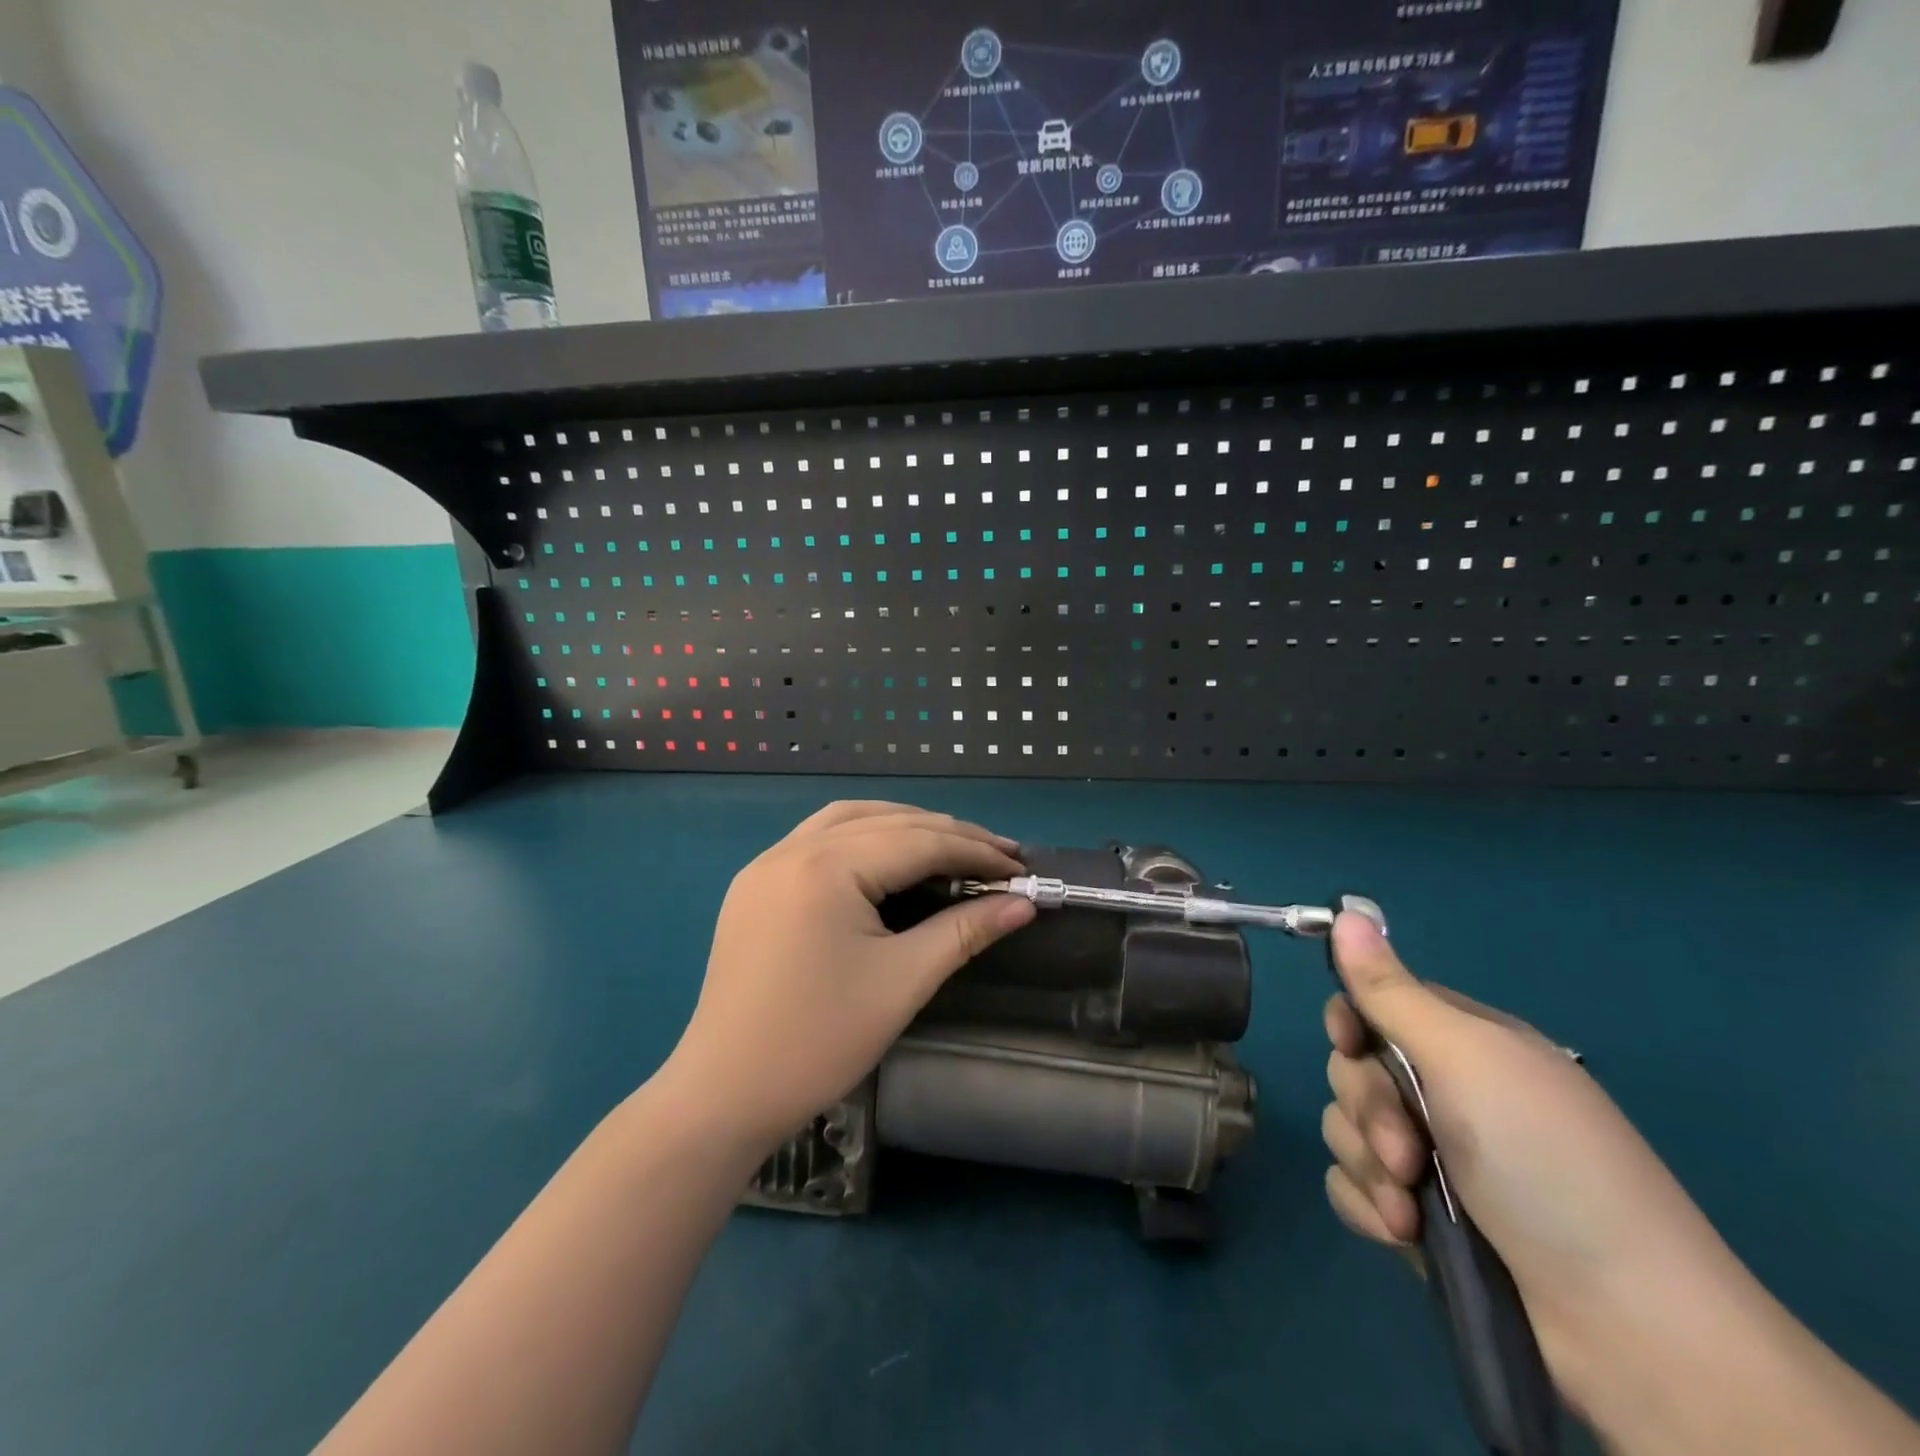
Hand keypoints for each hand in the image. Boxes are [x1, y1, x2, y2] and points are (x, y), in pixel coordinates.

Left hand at [660, 800, 1035, 1155]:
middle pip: (886, 821)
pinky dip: (862, 835)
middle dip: (946, 834)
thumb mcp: (902, 982)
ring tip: (948, 845)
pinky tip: (885, 855)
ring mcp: (766, 863)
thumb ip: (965, 931)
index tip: (1020, 867)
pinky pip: (818, 838)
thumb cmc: (819, 1040)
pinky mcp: (755, 884)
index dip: (975, 851)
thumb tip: (1023, 903)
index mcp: (827, 867)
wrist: (724, 1092)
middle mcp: (793, 848)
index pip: (918, 842)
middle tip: (997, 856)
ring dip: (903, 824)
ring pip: (849, 819)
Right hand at [1319, 911, 1753, 1431]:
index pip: (1373, 1005)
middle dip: (1367, 1111)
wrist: (1627, 1327)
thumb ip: (1391, 989)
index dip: (1350, 1022)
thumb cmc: (1546, 1163)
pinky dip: (1369, 1207)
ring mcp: (1432, 1158)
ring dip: (1369, 1166)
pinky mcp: (1419, 1218)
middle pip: (1352, 1070)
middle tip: (1410, 1151)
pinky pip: (1352, 1187)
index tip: (1351, 1044)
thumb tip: (1346, 907)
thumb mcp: (1466, 1059)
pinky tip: (1404, 1233)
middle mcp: (1444, 1093)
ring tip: (1413, 1208)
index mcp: (1462, 1045)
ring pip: (1346, 1129)